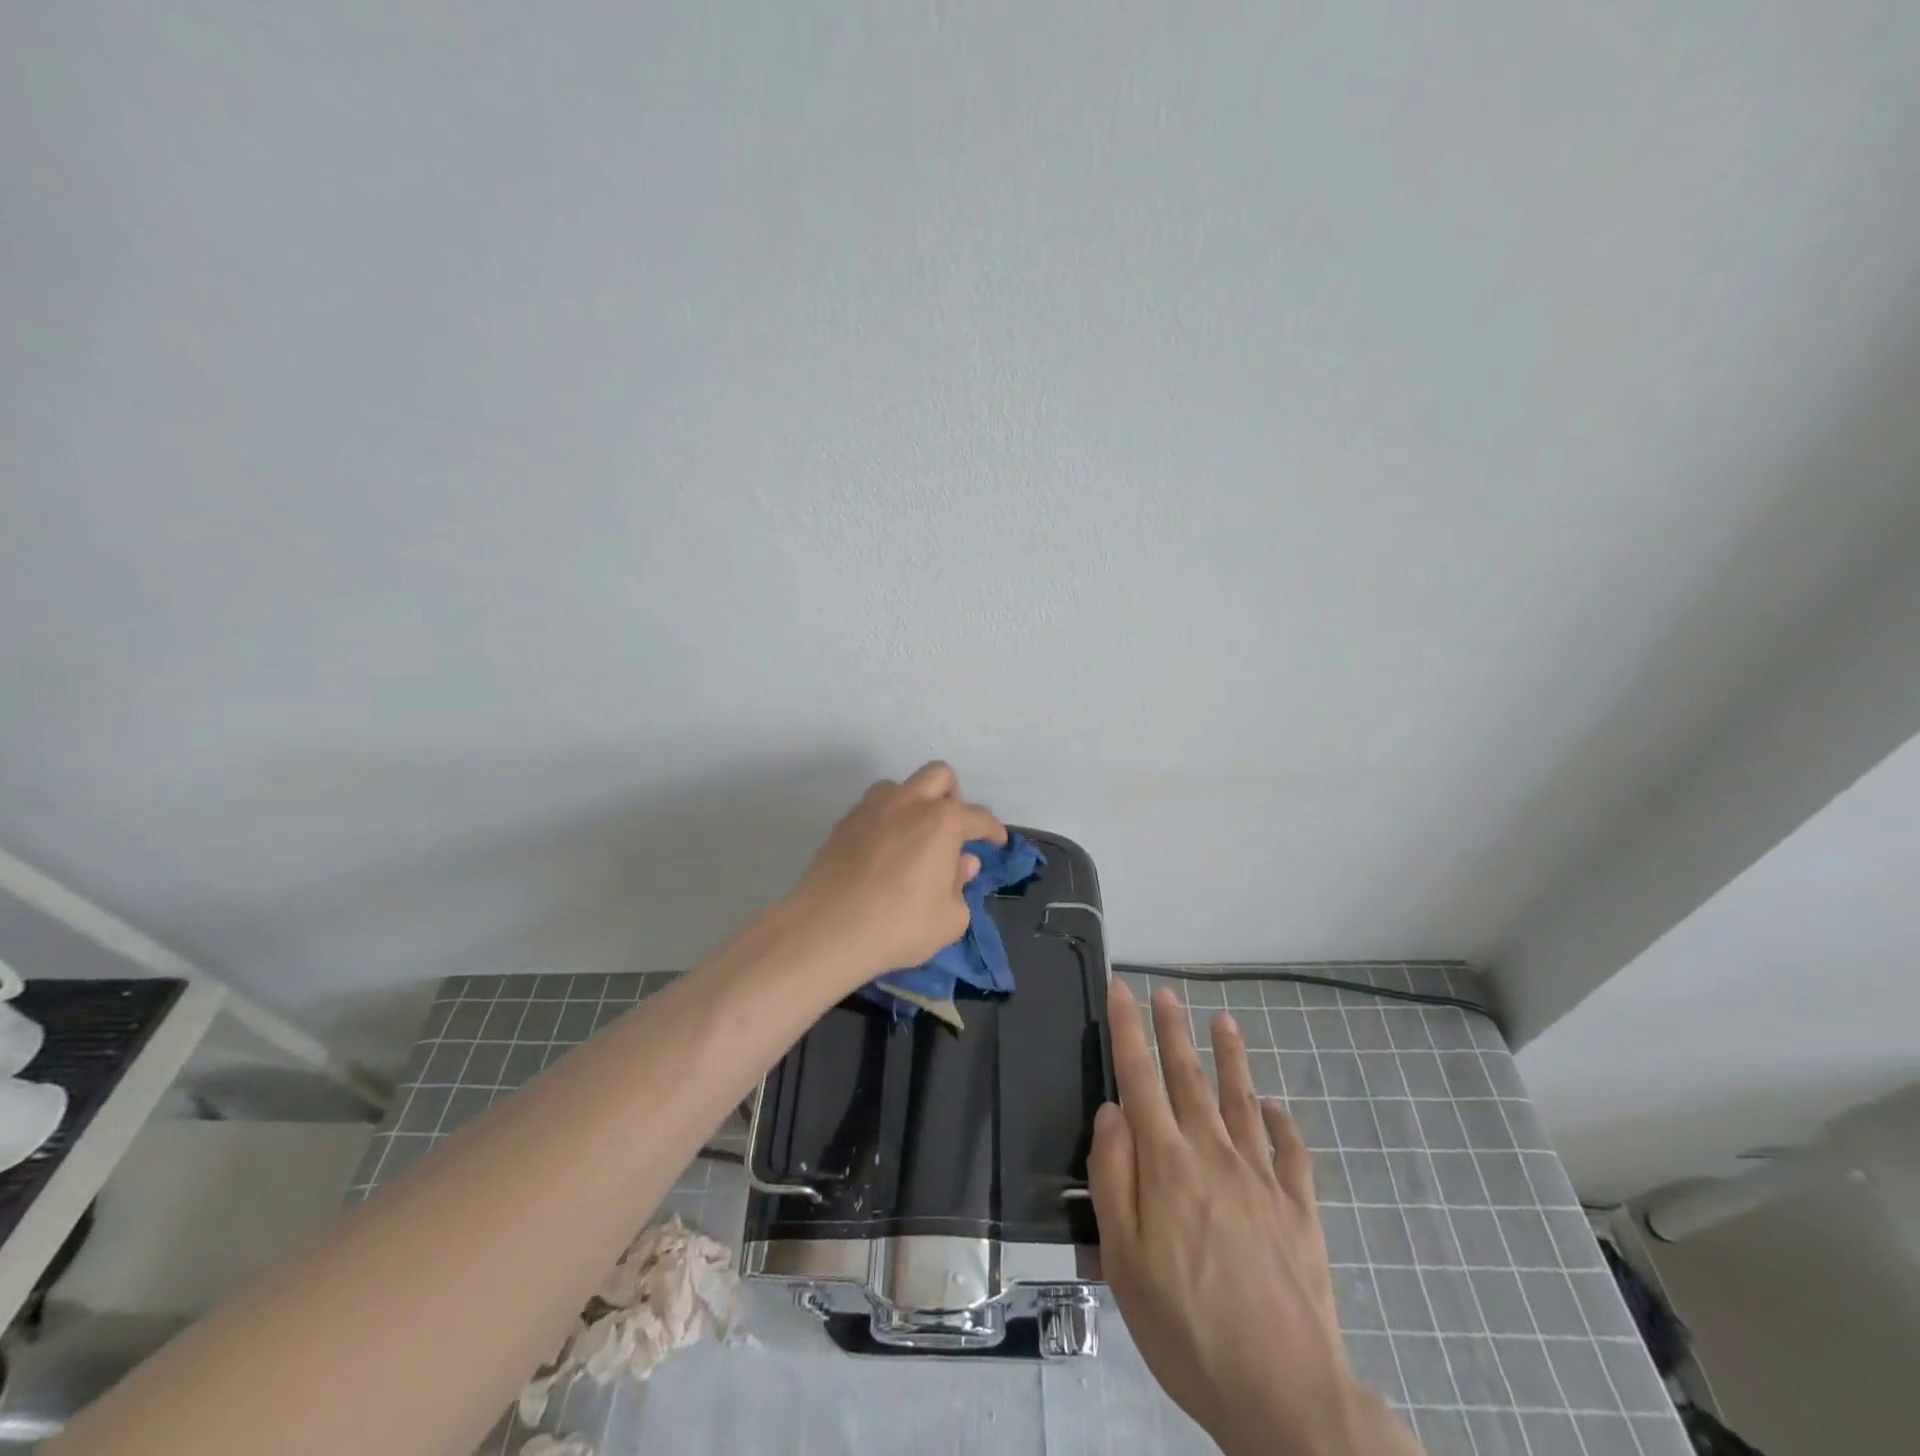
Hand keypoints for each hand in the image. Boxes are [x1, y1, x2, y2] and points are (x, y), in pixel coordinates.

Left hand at [786, 762, 1006, 991]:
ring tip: (914, 836)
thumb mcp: (950, 919)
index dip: (993, 830)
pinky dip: (887, 817)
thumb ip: (961, 885)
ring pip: (901, 785)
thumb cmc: (899, 926)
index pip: (978, 817)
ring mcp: (872, 808)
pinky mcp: (844, 822)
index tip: (997, 842)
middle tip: (953, 829)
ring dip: (915, 801)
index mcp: (943, 822)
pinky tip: (884, 849)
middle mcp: (909, 803)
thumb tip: (962, 862)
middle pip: (940, 775)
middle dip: (953, 796)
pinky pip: (873, 805)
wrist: (827, 929)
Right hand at [1090, 981, 1422, 1455]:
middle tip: (1166, 993)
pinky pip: (1292, 1152)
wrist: (1286, 1397)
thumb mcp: (1125, 1260)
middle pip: (1189, 1077)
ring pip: (1242, 1101)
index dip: (1128, 1030)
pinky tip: (1277, 1109)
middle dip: (1173, 1030)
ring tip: (1224, 1021)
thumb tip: (1112, 1112)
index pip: (1140, 1079)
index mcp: (1168, 1165)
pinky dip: (1283, 1124)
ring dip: (1231, 1058)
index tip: (1122, 989)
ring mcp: (1263, 1180)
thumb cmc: (1187, 1329)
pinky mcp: (1300, 1210)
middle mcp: (1215, 1155)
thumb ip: (1113, 1177)